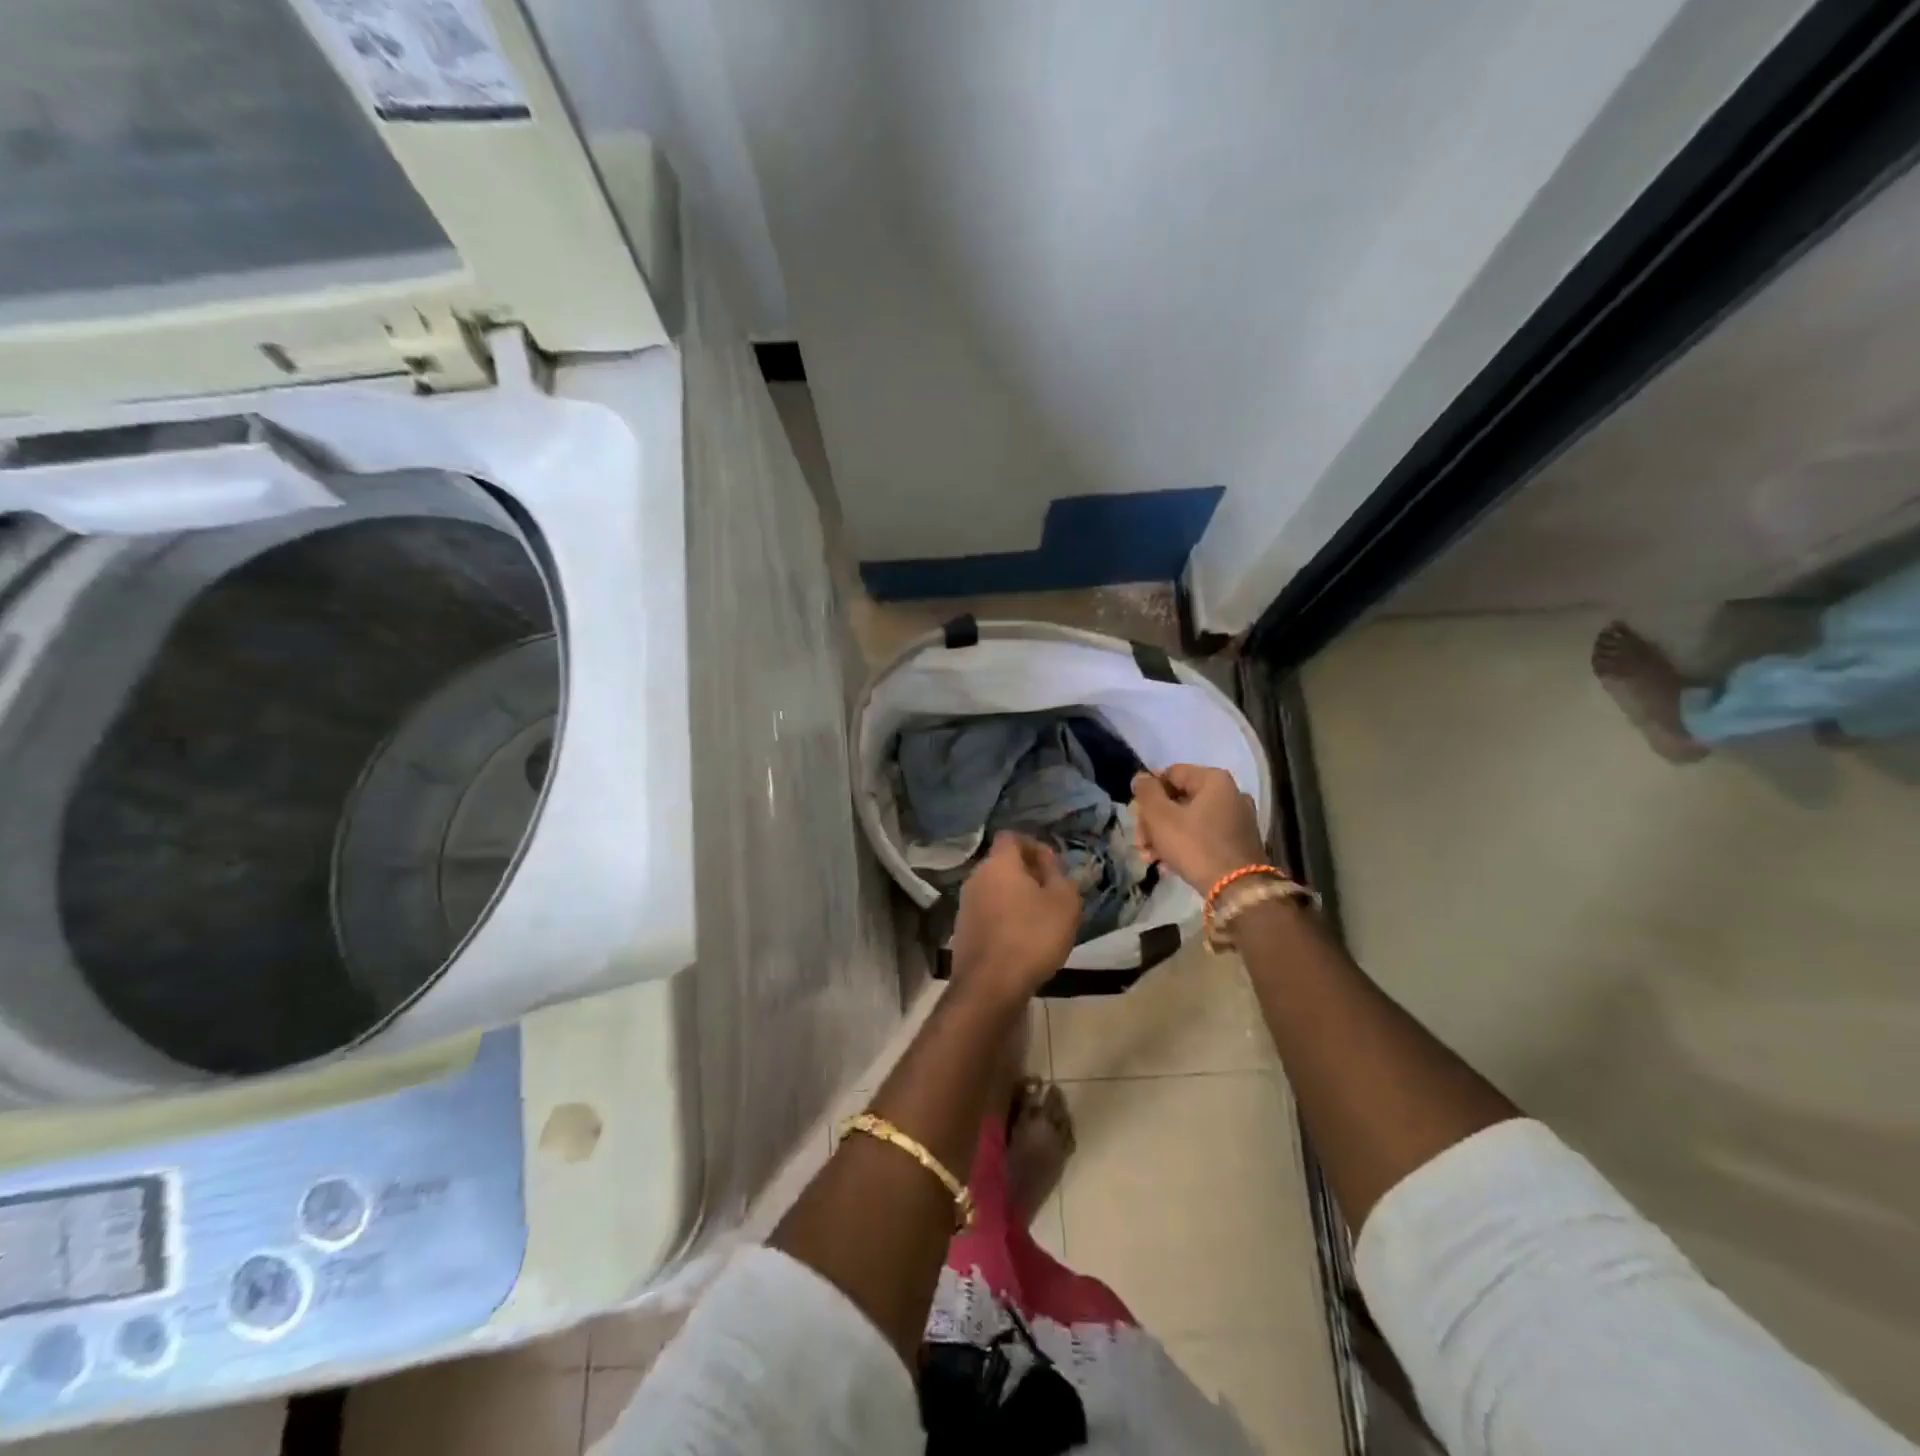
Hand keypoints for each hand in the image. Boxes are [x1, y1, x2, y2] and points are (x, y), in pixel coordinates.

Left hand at [949, 832, 1080, 1002]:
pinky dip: (1004, 917)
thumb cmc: (1033, 936)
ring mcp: (965, 904)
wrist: (990, 985)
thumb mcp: (1065, 903)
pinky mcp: (962, 930)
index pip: (1012, 837)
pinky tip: (1021, 939)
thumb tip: (1047, 862)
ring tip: (1039, 919)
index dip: (1033, 845)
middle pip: (1002, 863)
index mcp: (999, 863)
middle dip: (1026, 873)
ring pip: (994, 889)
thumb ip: (1059, 875)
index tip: (1052, 865)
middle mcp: (976, 877)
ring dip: (1015, 897)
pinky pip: (987, 912)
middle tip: (1051, 893)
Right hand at [1131, 764, 1265, 891]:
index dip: (1148, 793)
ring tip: (1149, 858)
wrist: (1237, 890)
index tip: (1135, 815)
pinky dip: (1183, 847)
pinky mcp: (1238, 843)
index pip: (1170, 774)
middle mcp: (1230, 794)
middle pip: (1178, 800)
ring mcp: (1237, 820)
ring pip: (1188, 821)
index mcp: (1214, 780)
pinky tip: (1167, 866)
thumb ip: (1146, 792)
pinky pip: (1203, 837)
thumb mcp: (1160, 817)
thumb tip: (1140, 777)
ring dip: (1163, 837)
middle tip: (1140, 843)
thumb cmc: (1195, 845)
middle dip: (1153, 822)